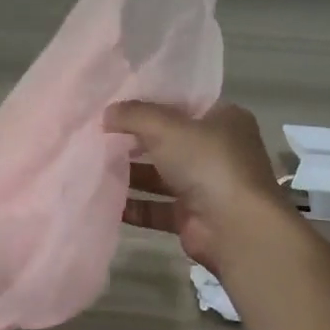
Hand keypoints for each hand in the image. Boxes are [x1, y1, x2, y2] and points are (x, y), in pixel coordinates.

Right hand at [106, 100, 289, 271]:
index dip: (150, 102)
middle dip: (135, 140)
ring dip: (131, 173)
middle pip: (169, 140)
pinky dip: (134, 205)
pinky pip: (156, 207)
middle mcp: (218, 150)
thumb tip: (107, 113)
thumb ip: (134, 115)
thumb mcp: (166, 126)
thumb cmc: (207, 163)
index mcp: (223, 119)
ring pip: (161, 175)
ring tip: (93, 165)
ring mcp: (206, 185)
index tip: (116, 103)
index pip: (183, 104)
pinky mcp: (193, 217)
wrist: (236, 228)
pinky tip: (103, 199)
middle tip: (98, 134)